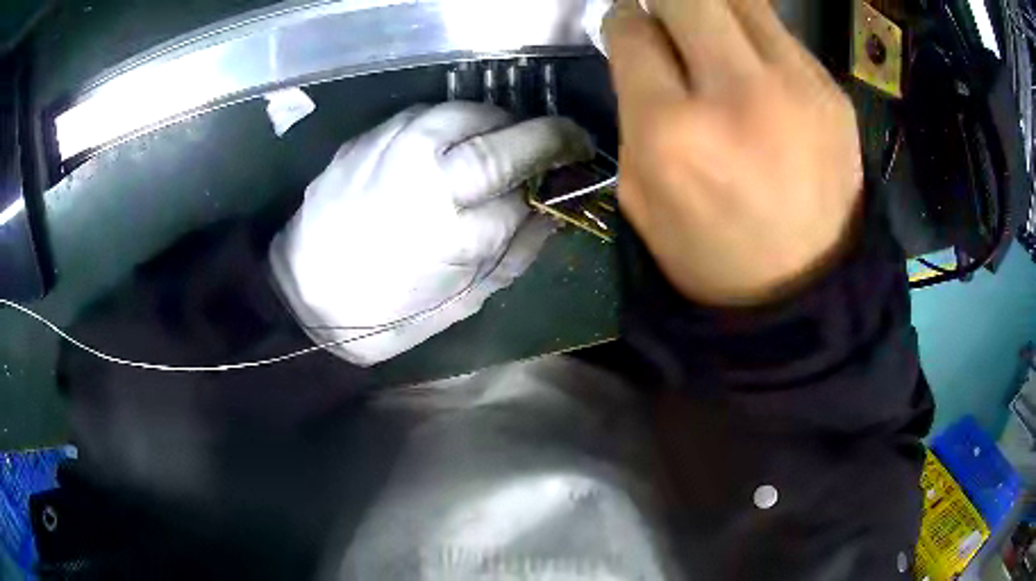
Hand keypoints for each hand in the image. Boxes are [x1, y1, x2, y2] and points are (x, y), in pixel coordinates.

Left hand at [271, 102, 593, 364]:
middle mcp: (424, 179)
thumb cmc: (385, 312)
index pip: (525, 191)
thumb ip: (515, 254)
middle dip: (548, 136)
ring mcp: (394, 148)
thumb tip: (554, 214)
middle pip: (504, 141)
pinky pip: (434, 113)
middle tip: (567, 141)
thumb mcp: (461, 301)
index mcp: (451, 234)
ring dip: (504, 123)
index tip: (580, 167)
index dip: (558, 175)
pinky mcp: (373, 135)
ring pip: (471, 114)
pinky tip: (463, 140)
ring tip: (512, 141)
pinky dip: (462, 121)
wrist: (306, 290)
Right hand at [604, 0, 863, 305]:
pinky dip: (759, 37)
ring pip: (742, 0)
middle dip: (667, 0)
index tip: (632, 27)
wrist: (804, 294)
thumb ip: (634, 111)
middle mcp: (735, 93)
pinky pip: (783, 35)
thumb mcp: (640, 195)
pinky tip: (759, 70)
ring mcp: (797, 88)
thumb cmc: (710, 256)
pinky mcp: (834, 94)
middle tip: (668, 19)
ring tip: (713, 31)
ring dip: (715, 6)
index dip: (624, 20)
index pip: (633, 32)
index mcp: (671, 131)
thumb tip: (643, 49)